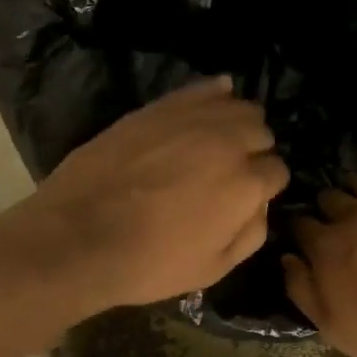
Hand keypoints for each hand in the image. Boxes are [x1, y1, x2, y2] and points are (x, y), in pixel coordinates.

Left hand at [22, 77, 288, 313]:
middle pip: (261, 132)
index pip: (277, 171)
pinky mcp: (159, 107)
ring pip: (238, 105)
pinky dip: (215, 94)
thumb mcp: (214, 268)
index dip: (266, 186)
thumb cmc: (149, 263)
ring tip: (220, 142)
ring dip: (238, 123)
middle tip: (232, 172)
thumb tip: (261, 205)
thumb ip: (251, 233)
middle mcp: (227, 142)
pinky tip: (213, 103)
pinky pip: (202, 87)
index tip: (249, 197)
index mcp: (245, 184)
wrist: (79, 237)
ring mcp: (192, 119)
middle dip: (255, 151)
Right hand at [284, 154, 356, 356]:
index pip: (301, 226)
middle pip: (329, 199)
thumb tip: (287, 258)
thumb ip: (302, 289)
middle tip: (328, 215)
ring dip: (352, 185)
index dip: (298, 227)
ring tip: (351, 189)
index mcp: (325, 247)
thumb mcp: (329, 326)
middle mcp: (353, 218)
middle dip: (324, 205)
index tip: (299, 232)